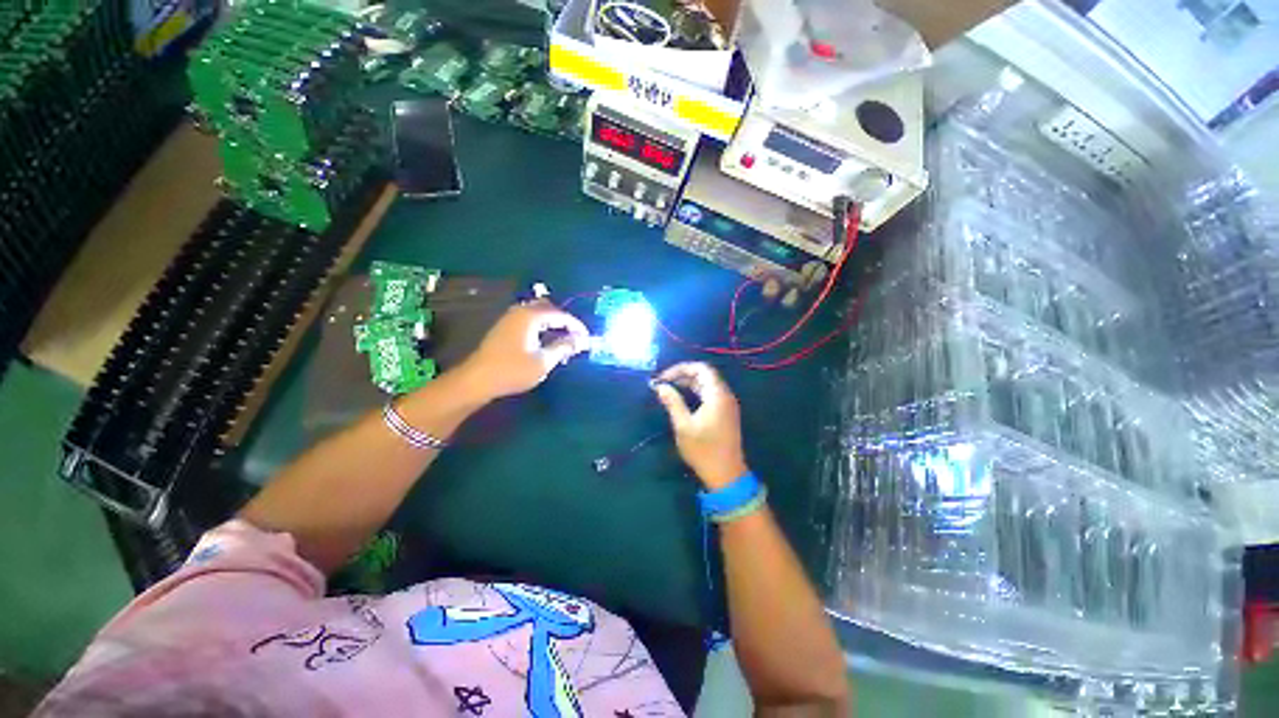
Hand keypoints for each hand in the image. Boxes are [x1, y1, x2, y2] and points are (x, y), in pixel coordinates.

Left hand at [455, 300, 588, 401]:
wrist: (477, 380)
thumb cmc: (513, 370)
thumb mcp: (544, 361)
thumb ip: (564, 347)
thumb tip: (581, 340)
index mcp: (530, 316)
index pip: (560, 315)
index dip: (576, 326)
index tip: (587, 338)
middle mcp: (520, 311)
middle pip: (549, 309)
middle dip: (564, 322)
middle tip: (576, 338)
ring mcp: (510, 319)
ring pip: (538, 315)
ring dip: (553, 325)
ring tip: (564, 342)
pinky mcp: (505, 328)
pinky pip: (529, 322)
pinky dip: (542, 329)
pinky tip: (546, 343)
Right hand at [651, 362, 748, 489]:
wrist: (727, 474)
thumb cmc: (704, 450)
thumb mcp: (684, 426)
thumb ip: (673, 402)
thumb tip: (660, 386)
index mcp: (717, 395)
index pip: (701, 368)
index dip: (681, 368)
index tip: (664, 377)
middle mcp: (725, 396)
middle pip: (705, 375)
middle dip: (683, 375)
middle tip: (664, 383)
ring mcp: (727, 405)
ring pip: (708, 385)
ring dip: (689, 383)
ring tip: (670, 389)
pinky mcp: (726, 414)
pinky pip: (711, 395)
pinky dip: (696, 392)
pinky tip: (683, 399)